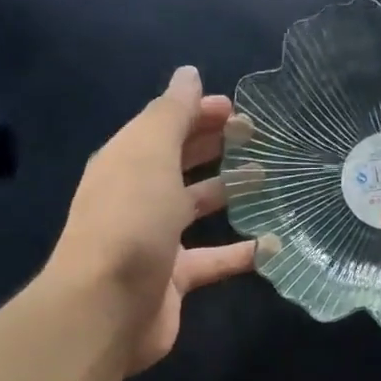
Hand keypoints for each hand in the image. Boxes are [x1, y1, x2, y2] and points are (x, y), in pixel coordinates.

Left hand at [45, 66, 264, 374]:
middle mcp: (139, 195)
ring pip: (197, 206)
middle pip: (180, 161)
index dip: (198, 112)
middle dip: (215, 144)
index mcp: (128, 161)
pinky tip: (274, 244)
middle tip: (258, 135)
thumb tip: (189, 74)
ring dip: (229, 190)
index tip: (238, 109)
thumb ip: (172, 113)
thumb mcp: (150, 153)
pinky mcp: (175, 277)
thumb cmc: (131, 219)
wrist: (106, 307)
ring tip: (269, 177)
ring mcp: (156, 238)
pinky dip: (242, 251)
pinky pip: (214, 258)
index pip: (165, 125)